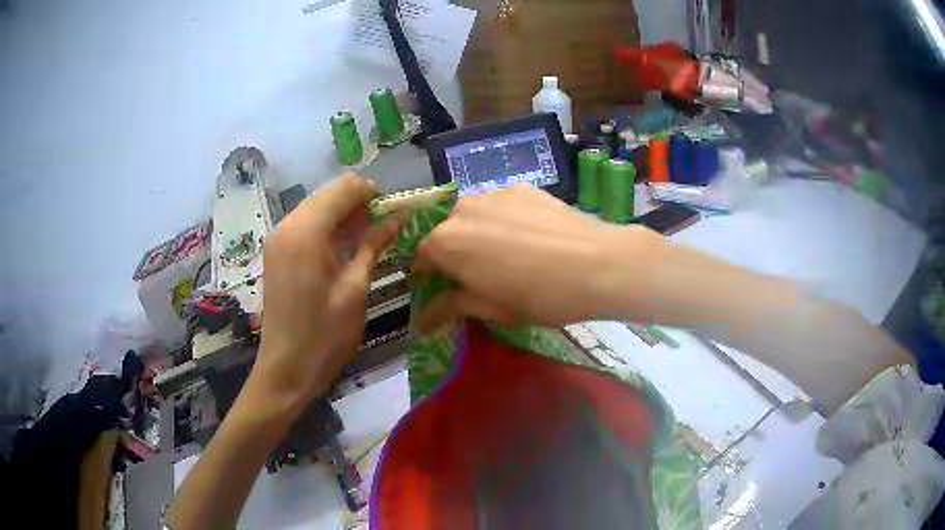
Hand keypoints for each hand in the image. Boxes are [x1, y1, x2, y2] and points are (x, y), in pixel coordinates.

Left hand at [253, 173, 398, 407]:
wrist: (287, 369)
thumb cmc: (325, 334)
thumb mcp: (356, 288)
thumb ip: (374, 244)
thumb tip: (400, 216)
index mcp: (306, 231)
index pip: (343, 188)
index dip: (372, 193)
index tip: (394, 211)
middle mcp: (288, 225)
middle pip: (328, 195)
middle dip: (358, 203)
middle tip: (384, 228)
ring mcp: (279, 239)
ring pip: (317, 209)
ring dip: (343, 216)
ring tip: (368, 240)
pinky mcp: (277, 253)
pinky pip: (306, 227)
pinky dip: (328, 230)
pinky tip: (345, 249)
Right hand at [413, 184, 658, 329]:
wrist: (598, 264)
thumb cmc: (539, 296)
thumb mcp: (491, 308)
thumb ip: (451, 306)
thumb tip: (422, 319)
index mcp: (445, 241)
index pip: (419, 257)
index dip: (426, 275)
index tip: (439, 288)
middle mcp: (462, 209)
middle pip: (444, 231)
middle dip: (452, 252)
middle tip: (475, 274)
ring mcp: (492, 193)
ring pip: (472, 215)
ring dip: (476, 233)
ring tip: (505, 253)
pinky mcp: (520, 187)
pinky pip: (499, 204)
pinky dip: (501, 219)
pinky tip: (526, 237)